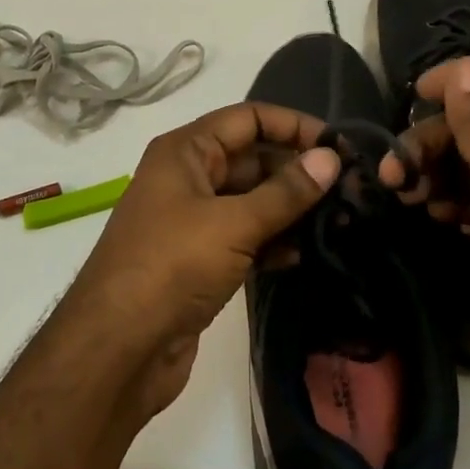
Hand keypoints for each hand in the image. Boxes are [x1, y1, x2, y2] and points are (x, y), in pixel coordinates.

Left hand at [62, 102, 341, 422]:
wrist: (119, 349)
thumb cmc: (172, 267)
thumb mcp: (232, 223)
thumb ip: (285, 192)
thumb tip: (330, 158)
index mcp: (185, 151)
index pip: (247, 119)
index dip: (292, 125)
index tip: (339, 146)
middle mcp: (187, 178)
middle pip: (252, 159)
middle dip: (297, 170)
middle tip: (350, 189)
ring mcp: (193, 221)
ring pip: (251, 201)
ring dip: (290, 208)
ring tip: (340, 220)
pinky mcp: (200, 260)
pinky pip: (245, 237)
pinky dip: (272, 242)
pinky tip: (304, 254)